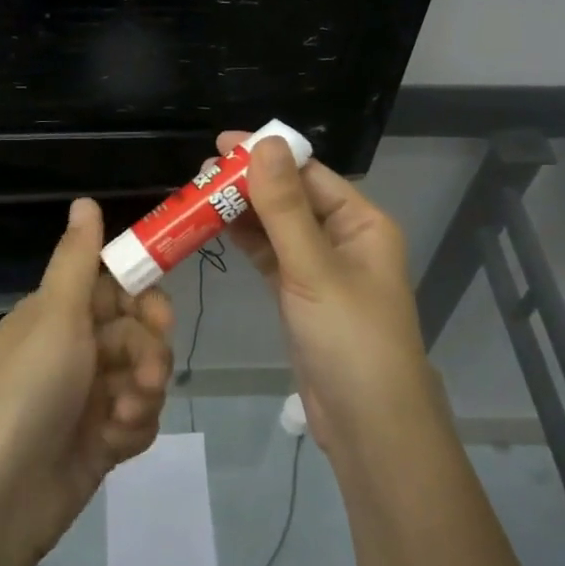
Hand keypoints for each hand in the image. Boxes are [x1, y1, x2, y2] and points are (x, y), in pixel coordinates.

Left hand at [0, 198, 174, 561]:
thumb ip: (78, 259)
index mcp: (57, 316)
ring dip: (143, 392)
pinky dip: (133, 427)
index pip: (116, 289)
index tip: (158, 313)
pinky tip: (114, 443)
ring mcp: (87, 397)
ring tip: (123, 414)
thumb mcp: (54, 317)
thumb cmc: (25, 393)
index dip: (143, 298)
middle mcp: (73, 351)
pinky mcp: (100, 440)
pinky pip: (138, 418)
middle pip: (138, 333)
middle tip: (146, 372)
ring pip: (144, 376)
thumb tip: (84, 199)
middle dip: (149, 351)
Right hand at [215, 131, 441, 452]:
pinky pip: (272, 257)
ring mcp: (322, 269)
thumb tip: (265, 142)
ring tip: (196, 197)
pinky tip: (215, 230)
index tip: (220, 145)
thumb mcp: (313, 268)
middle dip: (248, 184)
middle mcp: (345, 239)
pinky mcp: (302, 296)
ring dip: (242, 213)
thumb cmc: (349, 338)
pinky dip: (247, 243)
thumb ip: (285, 207)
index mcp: (362, 223)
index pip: (309, 174)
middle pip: (292, 198)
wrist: (368, 423)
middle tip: (198, 176)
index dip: (266, 155)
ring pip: (278, 228)